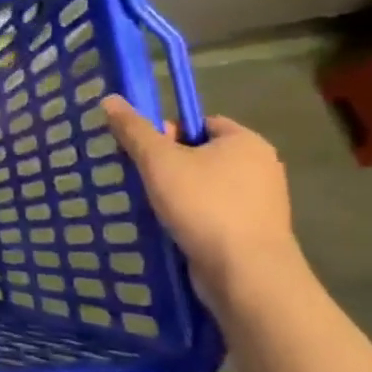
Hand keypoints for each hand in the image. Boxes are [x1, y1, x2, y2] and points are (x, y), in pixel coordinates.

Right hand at [100, 96, 301, 299]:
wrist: (245, 272)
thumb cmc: (203, 205)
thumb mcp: (158, 161)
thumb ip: (134, 130)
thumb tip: (110, 99)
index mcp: (245, 141)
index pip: (199, 122)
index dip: (168, 133)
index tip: (145, 154)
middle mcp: (261, 166)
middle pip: (201, 153)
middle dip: (169, 166)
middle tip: (144, 181)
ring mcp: (261, 201)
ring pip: (206, 185)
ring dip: (178, 193)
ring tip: (153, 207)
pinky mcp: (254, 230)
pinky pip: (215, 212)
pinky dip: (192, 216)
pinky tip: (173, 228)